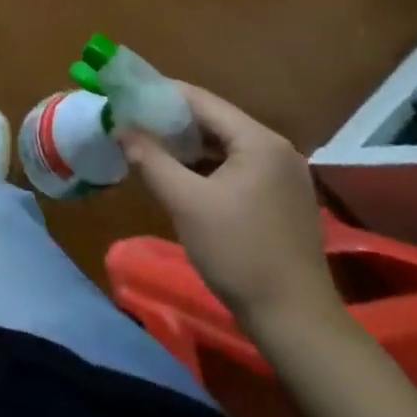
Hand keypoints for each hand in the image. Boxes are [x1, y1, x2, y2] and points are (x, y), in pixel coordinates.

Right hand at [120, 85, 340, 332]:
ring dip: (185, 144)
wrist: (295, 322)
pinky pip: (234, 166)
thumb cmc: (239, 253)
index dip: (159, 94)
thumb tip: (121, 128)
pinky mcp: (280, 199)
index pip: (201, 100)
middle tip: (130, 120)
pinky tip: (177, 174)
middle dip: (170, 119)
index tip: (125, 94)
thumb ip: (150, 158)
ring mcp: (282, 176)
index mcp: (258, 141)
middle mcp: (275, 149)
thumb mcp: (185, 202)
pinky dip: (204, 165)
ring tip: (146, 144)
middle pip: (213, 120)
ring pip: (223, 145)